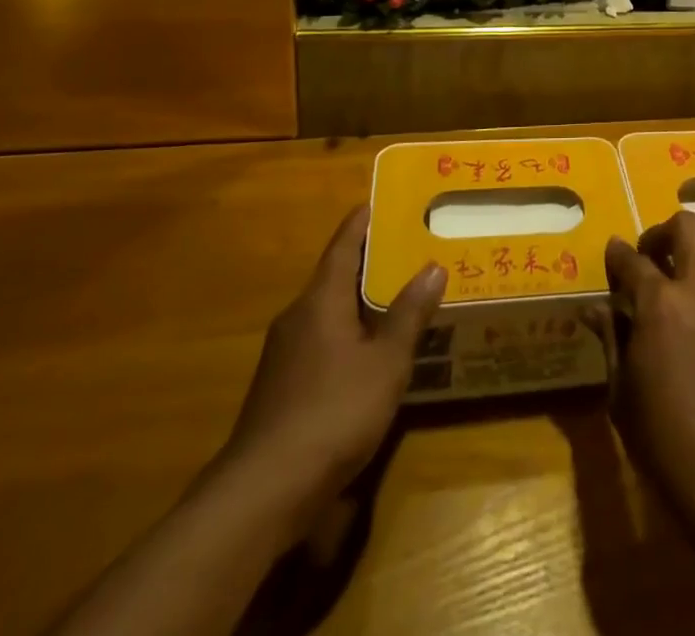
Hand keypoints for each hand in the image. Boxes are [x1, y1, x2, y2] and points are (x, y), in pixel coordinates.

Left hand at [217, 205, 444, 527]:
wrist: (262, 493)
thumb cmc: (332, 413)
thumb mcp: (385, 363)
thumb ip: (409, 314)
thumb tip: (433, 267)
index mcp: (320, 301)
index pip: (342, 246)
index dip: (361, 223)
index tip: (379, 201)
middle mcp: (297, 318)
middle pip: (334, 277)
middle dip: (367, 262)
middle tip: (405, 248)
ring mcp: (284, 355)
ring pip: (327, 312)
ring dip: (358, 301)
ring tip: (395, 296)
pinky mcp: (281, 388)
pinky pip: (321, 342)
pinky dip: (348, 333)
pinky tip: (369, 352)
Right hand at [602, 215, 694, 635]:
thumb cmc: (664, 439)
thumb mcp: (622, 391)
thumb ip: (610, 338)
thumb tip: (593, 308)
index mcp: (659, 303)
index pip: (632, 260)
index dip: (618, 254)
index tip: (613, 252)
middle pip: (685, 227)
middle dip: (662, 233)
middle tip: (653, 256)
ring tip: (691, 268)